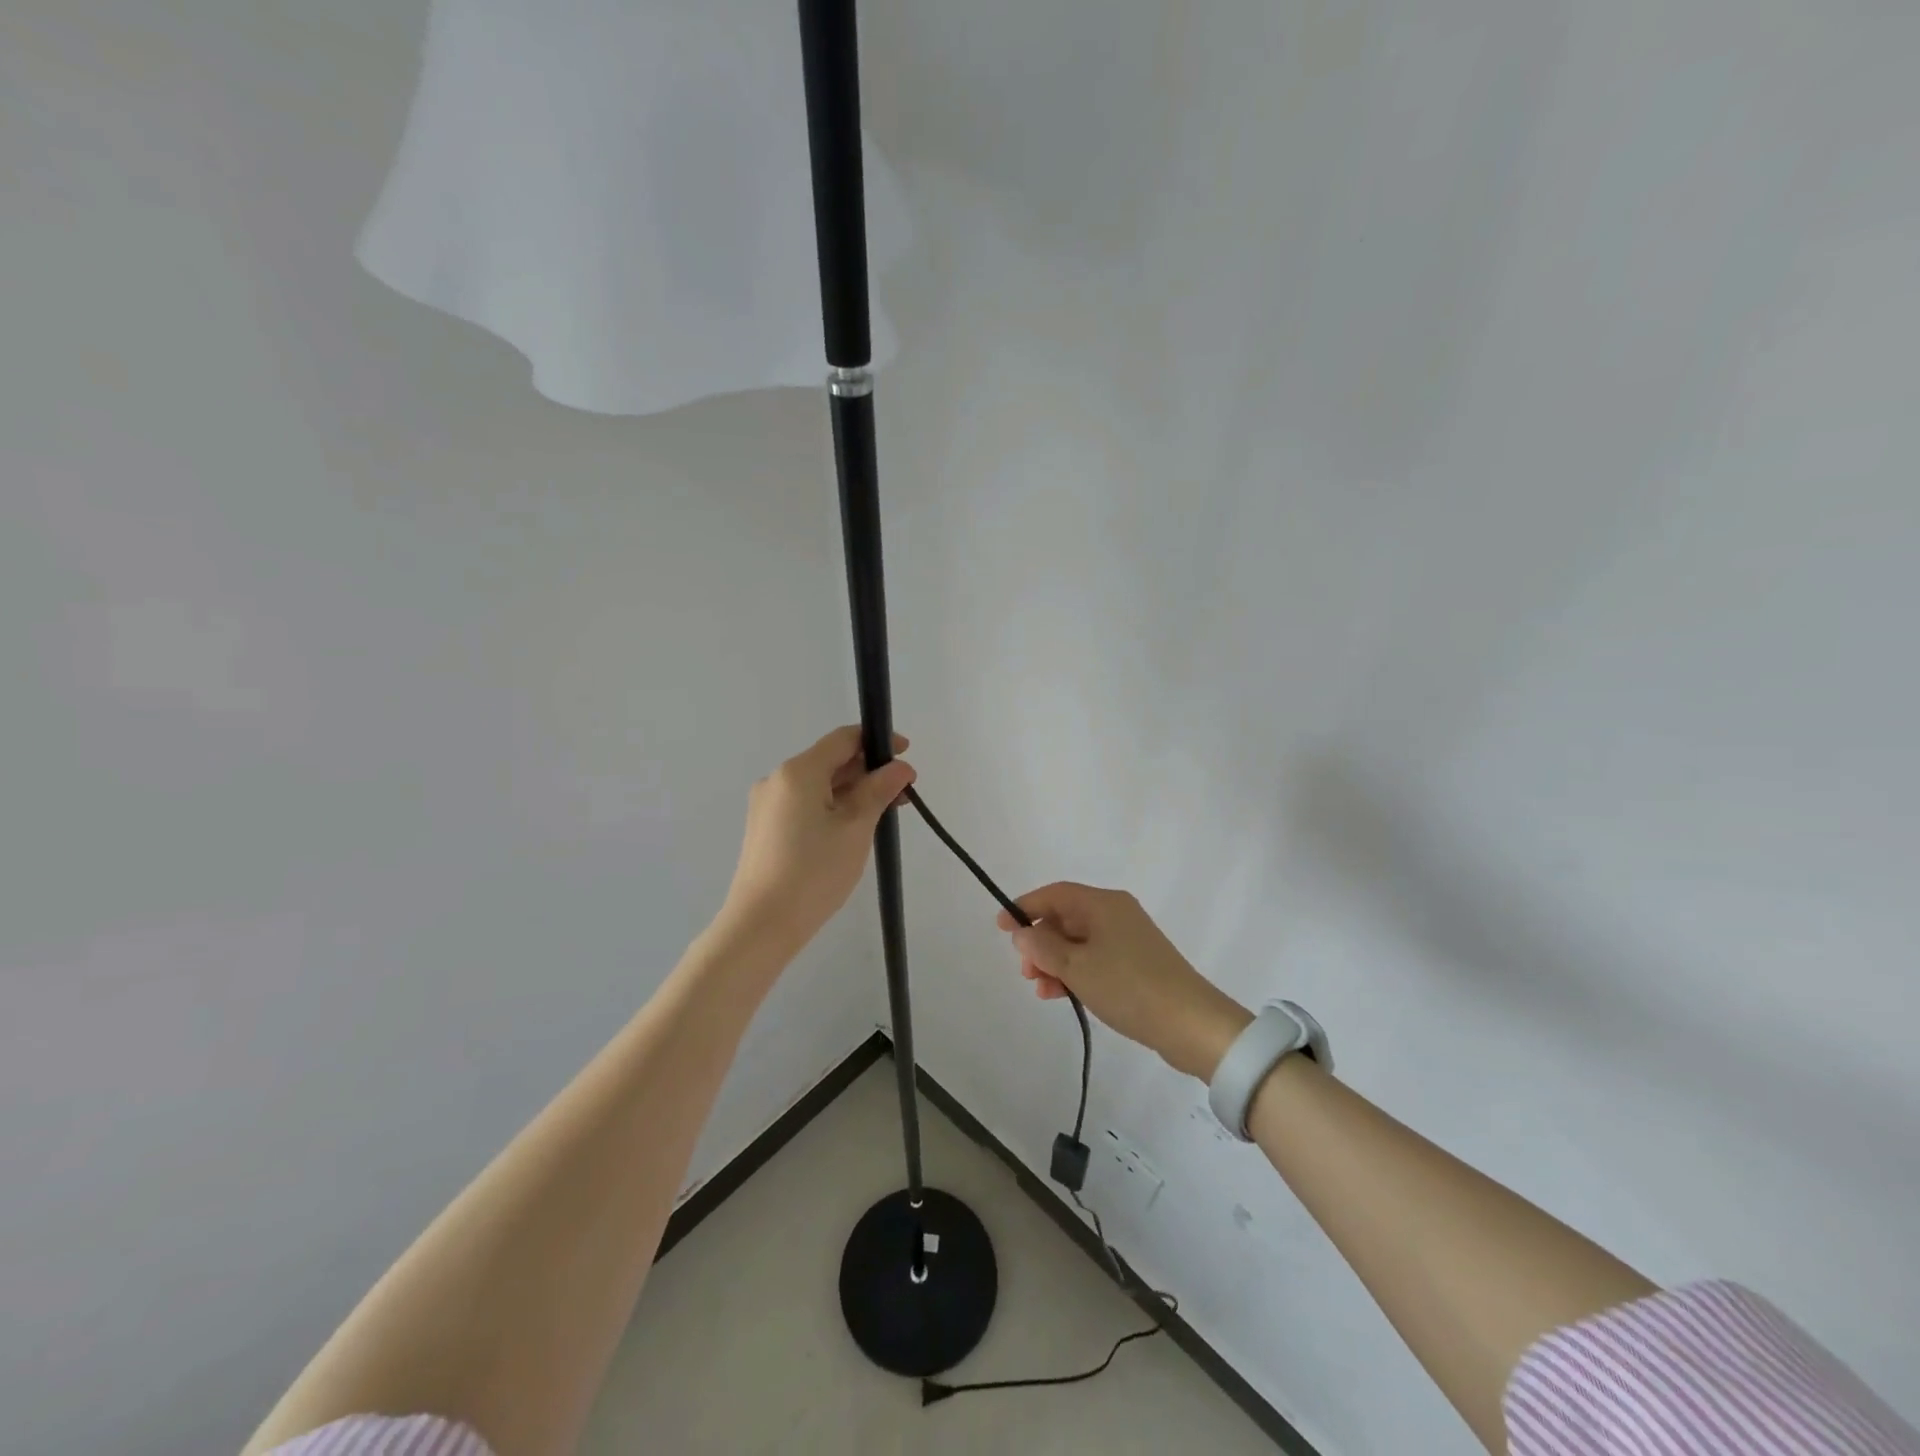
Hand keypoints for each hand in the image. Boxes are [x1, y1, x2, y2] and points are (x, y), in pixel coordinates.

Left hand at [718, 726, 915, 958]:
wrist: (762, 925)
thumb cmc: (814, 872)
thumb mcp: (856, 828)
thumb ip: (879, 790)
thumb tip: (900, 767)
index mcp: (798, 771)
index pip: (843, 738)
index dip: (877, 740)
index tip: (906, 753)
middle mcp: (777, 780)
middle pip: (830, 761)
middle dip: (868, 771)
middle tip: (902, 794)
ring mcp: (767, 805)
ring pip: (818, 786)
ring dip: (852, 792)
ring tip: (883, 815)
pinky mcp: (766, 828)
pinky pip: (805, 804)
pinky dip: (832, 807)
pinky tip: (852, 830)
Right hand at [999, 883, 1252, 1080]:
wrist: (1190, 1024)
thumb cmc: (1128, 986)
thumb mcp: (1077, 967)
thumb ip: (1043, 947)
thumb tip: (1022, 931)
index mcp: (1103, 904)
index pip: (1055, 894)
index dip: (1025, 907)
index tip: (1001, 928)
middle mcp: (1116, 914)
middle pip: (1066, 918)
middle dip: (1040, 942)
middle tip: (1025, 971)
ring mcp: (1128, 940)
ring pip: (1078, 942)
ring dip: (1054, 962)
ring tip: (1041, 989)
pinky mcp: (1136, 964)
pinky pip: (1094, 959)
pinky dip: (1075, 973)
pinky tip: (1061, 995)